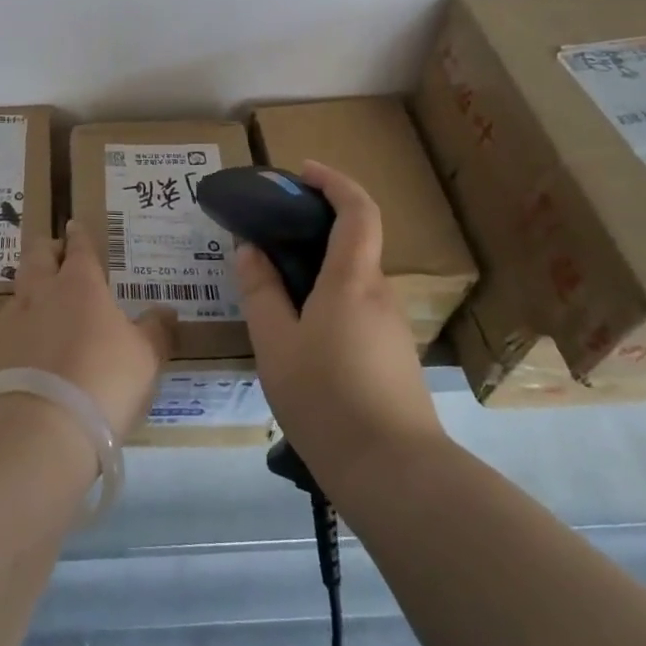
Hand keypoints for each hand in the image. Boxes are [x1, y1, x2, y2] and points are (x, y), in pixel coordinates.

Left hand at [0, 220, 173, 435]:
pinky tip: (30, 332)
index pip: (78, 249)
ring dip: (30, 281)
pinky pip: (11, 322)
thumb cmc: (105, 378)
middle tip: (55, 250)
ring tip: (41, 290)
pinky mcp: (0, 352)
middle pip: (37, 256)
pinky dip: (22, 319)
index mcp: (80, 284)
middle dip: (47, 248)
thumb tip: (166, 310)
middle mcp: (43, 293)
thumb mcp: (146, 356)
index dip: (78, 236)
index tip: (74, 225)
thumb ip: (155, 330)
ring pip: (19, 286)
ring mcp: (16, 321)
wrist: (45, 426)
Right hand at [237, 161, 445, 474]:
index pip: (358, 210)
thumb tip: (250, 251)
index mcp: (353, 280)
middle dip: (317, 226)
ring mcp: (391, 327)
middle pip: (355, 243)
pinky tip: (300, 332)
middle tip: (271, 234)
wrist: (394, 473)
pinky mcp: (393, 356)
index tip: (303, 172)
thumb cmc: (326, 398)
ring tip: (274, 287)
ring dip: (319, 268)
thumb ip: (261, 292)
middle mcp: (379, 294)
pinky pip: (358, 308)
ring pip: (354, 280)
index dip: (334, 182)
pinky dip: (329, 298)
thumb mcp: (276, 344)